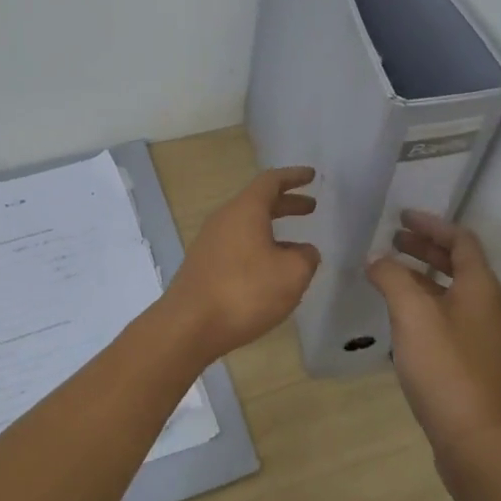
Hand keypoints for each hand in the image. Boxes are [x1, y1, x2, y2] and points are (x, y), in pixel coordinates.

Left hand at [166, 166, 319, 360]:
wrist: (189, 325)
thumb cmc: (245, 292)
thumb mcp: (291, 274)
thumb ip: (306, 258)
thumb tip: (305, 252)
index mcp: (245, 210)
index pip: (271, 181)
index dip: (293, 177)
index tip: (311, 175)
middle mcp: (224, 219)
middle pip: (258, 202)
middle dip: (286, 204)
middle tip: (311, 207)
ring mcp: (210, 242)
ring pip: (247, 226)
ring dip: (273, 229)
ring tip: (298, 248)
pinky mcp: (204, 265)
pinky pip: (237, 245)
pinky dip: (259, 248)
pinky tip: (271, 271)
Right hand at [367, 211, 500, 463]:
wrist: (476, 441)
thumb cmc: (445, 368)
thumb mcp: (412, 314)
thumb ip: (392, 278)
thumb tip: (378, 260)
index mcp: (480, 288)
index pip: (461, 240)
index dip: (432, 224)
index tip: (401, 216)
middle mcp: (486, 307)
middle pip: (457, 264)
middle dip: (424, 247)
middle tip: (391, 238)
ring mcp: (481, 337)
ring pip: (450, 291)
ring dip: (421, 275)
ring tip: (388, 272)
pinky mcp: (470, 362)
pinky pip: (446, 316)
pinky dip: (422, 303)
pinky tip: (398, 315)